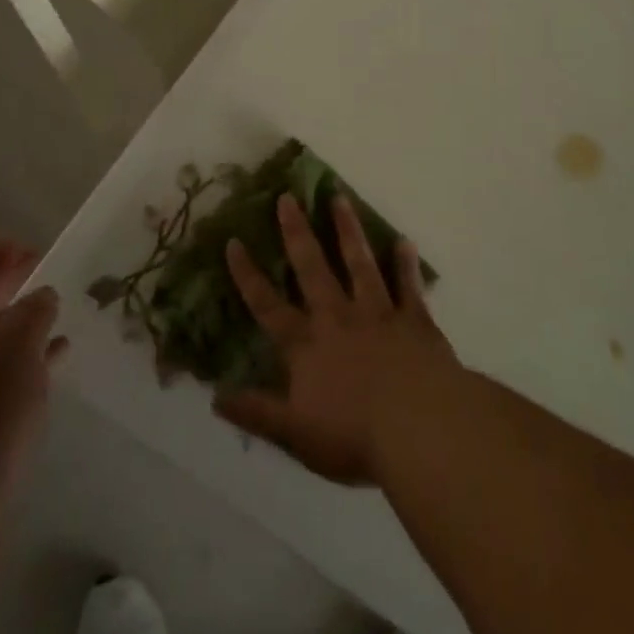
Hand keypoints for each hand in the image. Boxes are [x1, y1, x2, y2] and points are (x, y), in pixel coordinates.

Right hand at [215, 194, 455, 484]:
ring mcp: (378, 314)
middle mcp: (338, 318)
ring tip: (340, 197)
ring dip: (348, 230)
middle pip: (312, 269)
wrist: (419, 427)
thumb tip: (214, 398)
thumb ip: (257, 412)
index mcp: (307, 346)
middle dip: (297, 232)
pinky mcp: (414, 319)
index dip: (248, 275)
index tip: (234, 241)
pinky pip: (407, 285)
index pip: (268, 306)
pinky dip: (405, 264)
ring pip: (359, 263)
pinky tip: (404, 241)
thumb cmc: (354, 437)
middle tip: (287, 197)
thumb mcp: (295, 435)